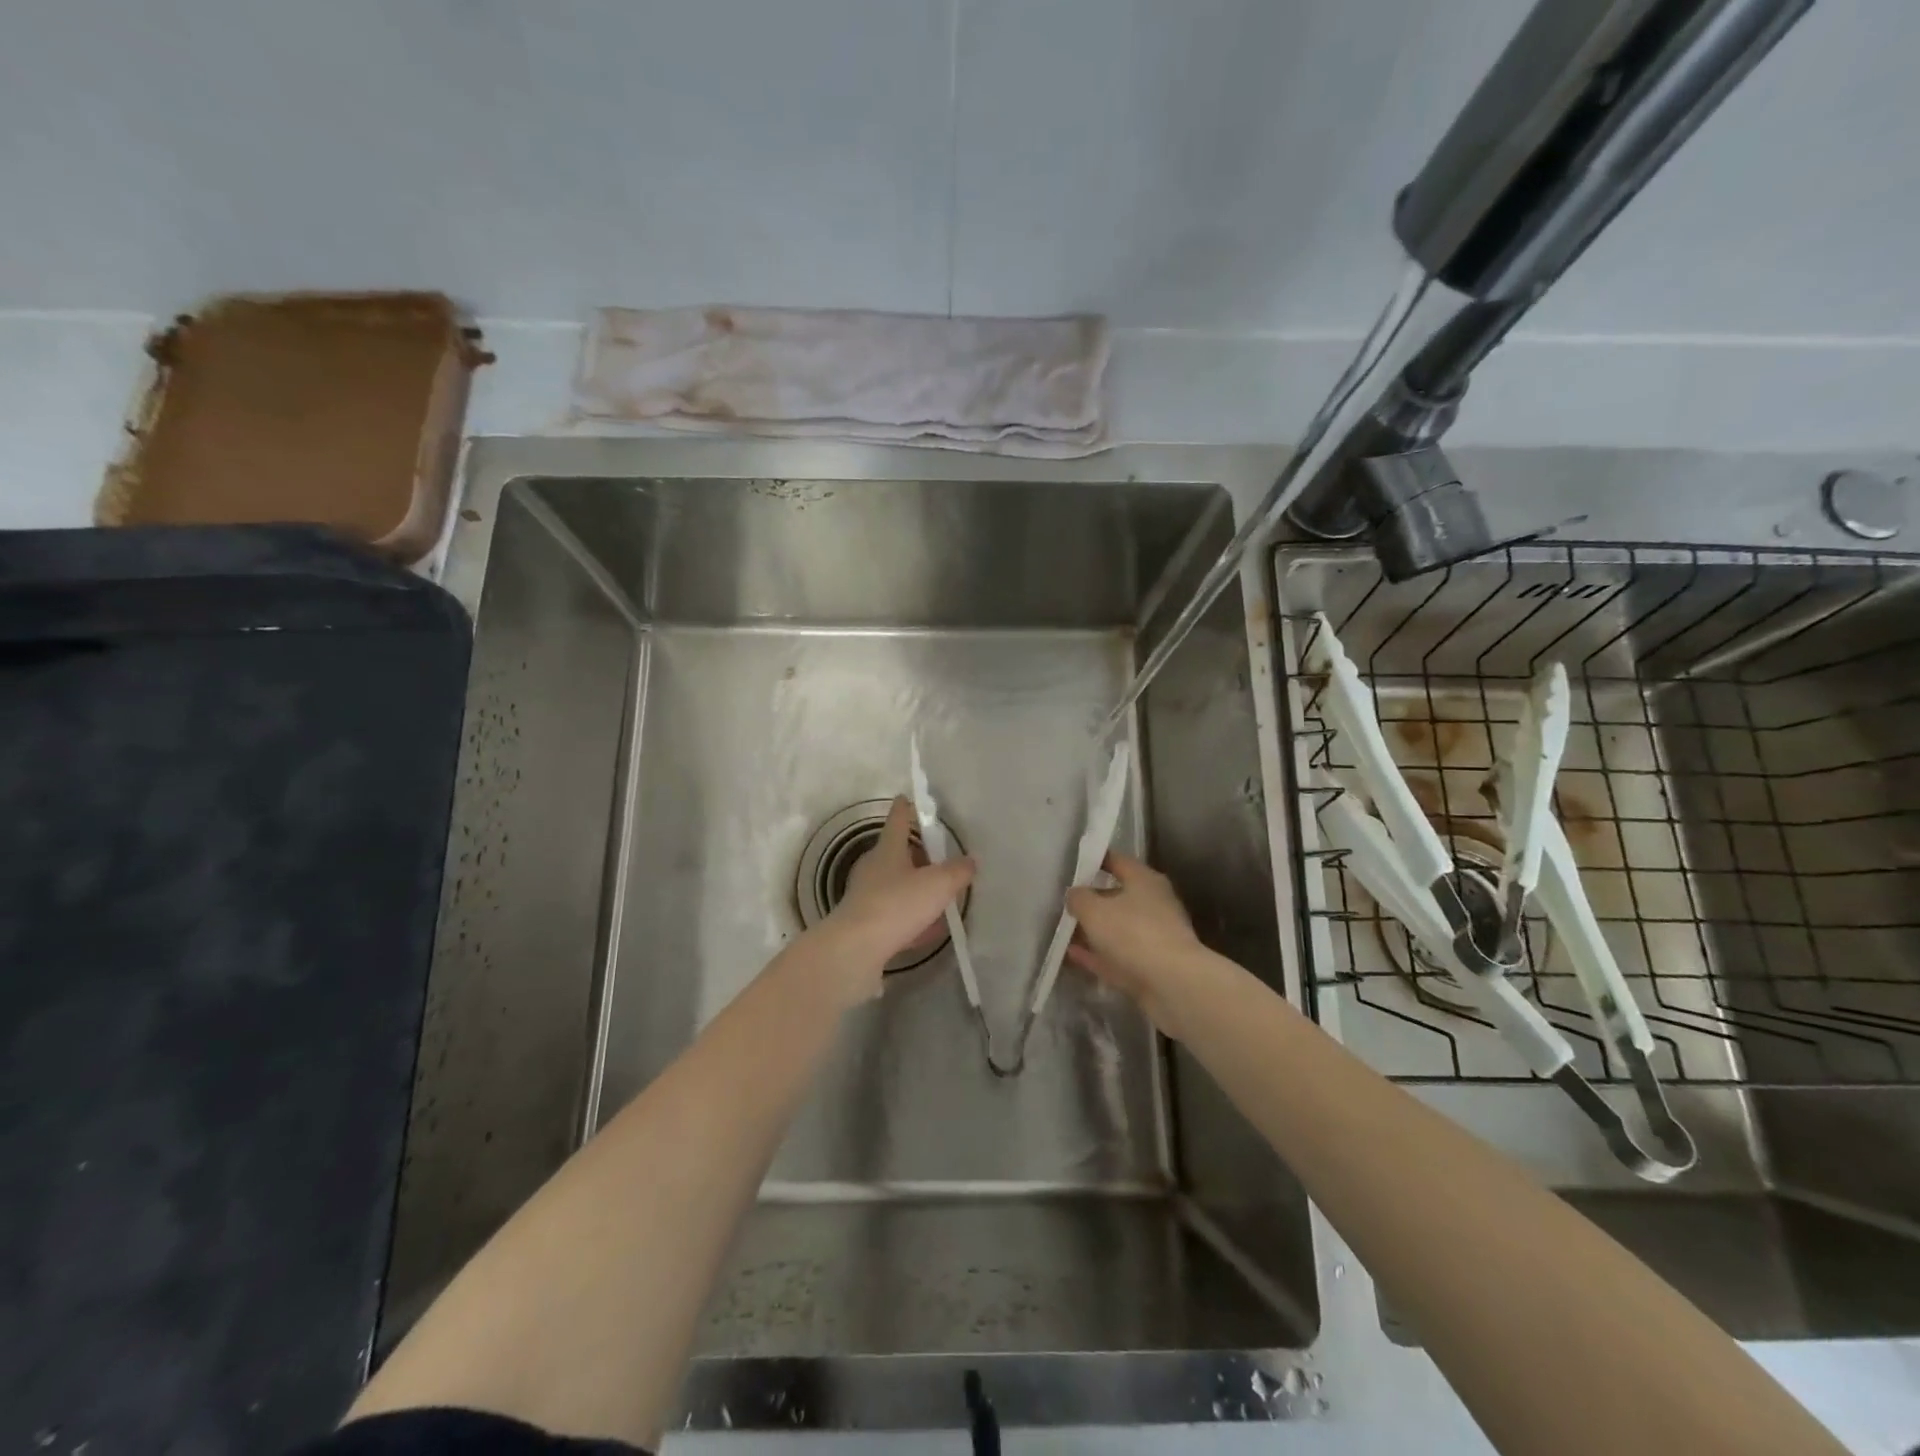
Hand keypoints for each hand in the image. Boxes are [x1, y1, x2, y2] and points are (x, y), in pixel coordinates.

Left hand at [818, 798, 973, 1006]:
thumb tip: (969, 861)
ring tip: (938, 898)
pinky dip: (910, 918)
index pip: (898, 820)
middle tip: (938, 857)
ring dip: (914, 889)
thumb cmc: (897, 904)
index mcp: (889, 849)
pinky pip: (894, 915)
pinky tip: (927, 931)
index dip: (905, 808)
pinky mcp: (865, 924)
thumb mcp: (938, 885)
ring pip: (895, 885)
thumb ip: (957, 871)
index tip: (906, 797)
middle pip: (896, 854)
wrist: (856, 949)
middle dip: (916, 854)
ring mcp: (866, 896)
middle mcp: (874, 868)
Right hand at [1067, 852, 1203, 1037]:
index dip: (1095, 860)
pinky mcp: (1150, 966)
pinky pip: (1117, 955)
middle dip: (1092, 900)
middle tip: (1064, 902)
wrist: (1173, 984)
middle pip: (1118, 896)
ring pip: (1117, 929)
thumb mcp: (1094, 910)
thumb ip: (1079, 898)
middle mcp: (1153, 904)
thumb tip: (1075, 894)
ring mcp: (1154, 937)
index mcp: (1145, 881)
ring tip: (1064, 931)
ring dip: (1093, 931)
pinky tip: (1073, 956)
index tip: (1072, 864)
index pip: (1117, 861)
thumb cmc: (1133, 933)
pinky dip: (1097, 955)